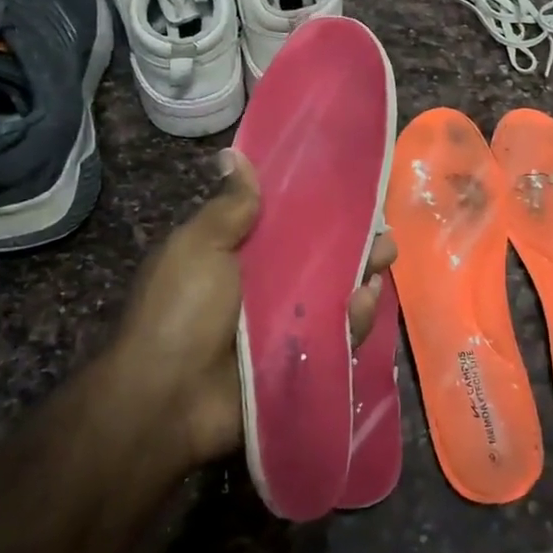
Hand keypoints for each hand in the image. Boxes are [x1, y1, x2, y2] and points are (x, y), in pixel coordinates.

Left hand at [94, 150, 397, 466]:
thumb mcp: (199, 247)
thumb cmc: (180, 311)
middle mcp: (267, 288)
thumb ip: (229, 207)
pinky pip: (338, 334)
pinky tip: (367, 299)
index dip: (320, 207)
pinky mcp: (303, 358)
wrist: (168, 397)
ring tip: (384, 255)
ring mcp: (287, 325)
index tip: (352, 189)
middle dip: (356, 242)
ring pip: (336, 294)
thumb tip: (233, 155)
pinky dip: (356, 318)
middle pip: (322, 259)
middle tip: (382, 230)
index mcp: (241, 255)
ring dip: (363, 274)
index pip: (289, 224)